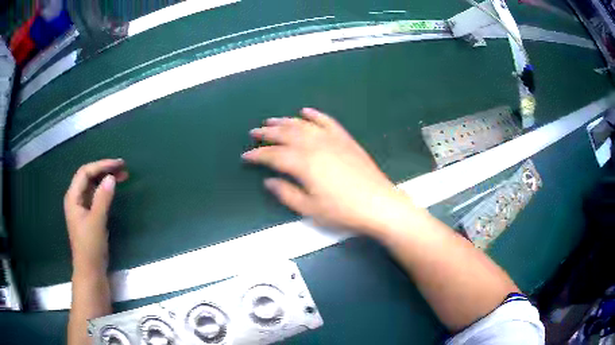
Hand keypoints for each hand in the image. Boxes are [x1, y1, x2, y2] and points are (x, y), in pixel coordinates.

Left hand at [64, 159, 127, 274]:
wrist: (90, 271)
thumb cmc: (90, 247)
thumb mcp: (96, 221)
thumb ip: (102, 198)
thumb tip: (111, 178)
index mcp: (73, 197)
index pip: (85, 172)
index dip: (101, 165)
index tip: (118, 165)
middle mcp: (76, 199)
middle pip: (88, 177)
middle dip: (104, 170)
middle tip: (123, 168)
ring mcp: (82, 207)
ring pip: (93, 186)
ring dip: (105, 179)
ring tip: (122, 176)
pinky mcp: (88, 215)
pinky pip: (96, 196)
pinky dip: (105, 190)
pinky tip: (113, 189)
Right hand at [242, 108, 411, 235]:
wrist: (378, 204)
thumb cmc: (343, 211)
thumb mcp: (310, 208)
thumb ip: (286, 193)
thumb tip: (269, 181)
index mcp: (303, 163)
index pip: (273, 155)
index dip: (257, 155)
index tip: (245, 155)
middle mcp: (314, 145)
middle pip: (285, 134)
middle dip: (267, 133)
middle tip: (254, 133)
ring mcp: (331, 139)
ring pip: (302, 125)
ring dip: (285, 121)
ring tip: (272, 121)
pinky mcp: (345, 139)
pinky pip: (326, 121)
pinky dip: (314, 115)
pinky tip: (305, 111)